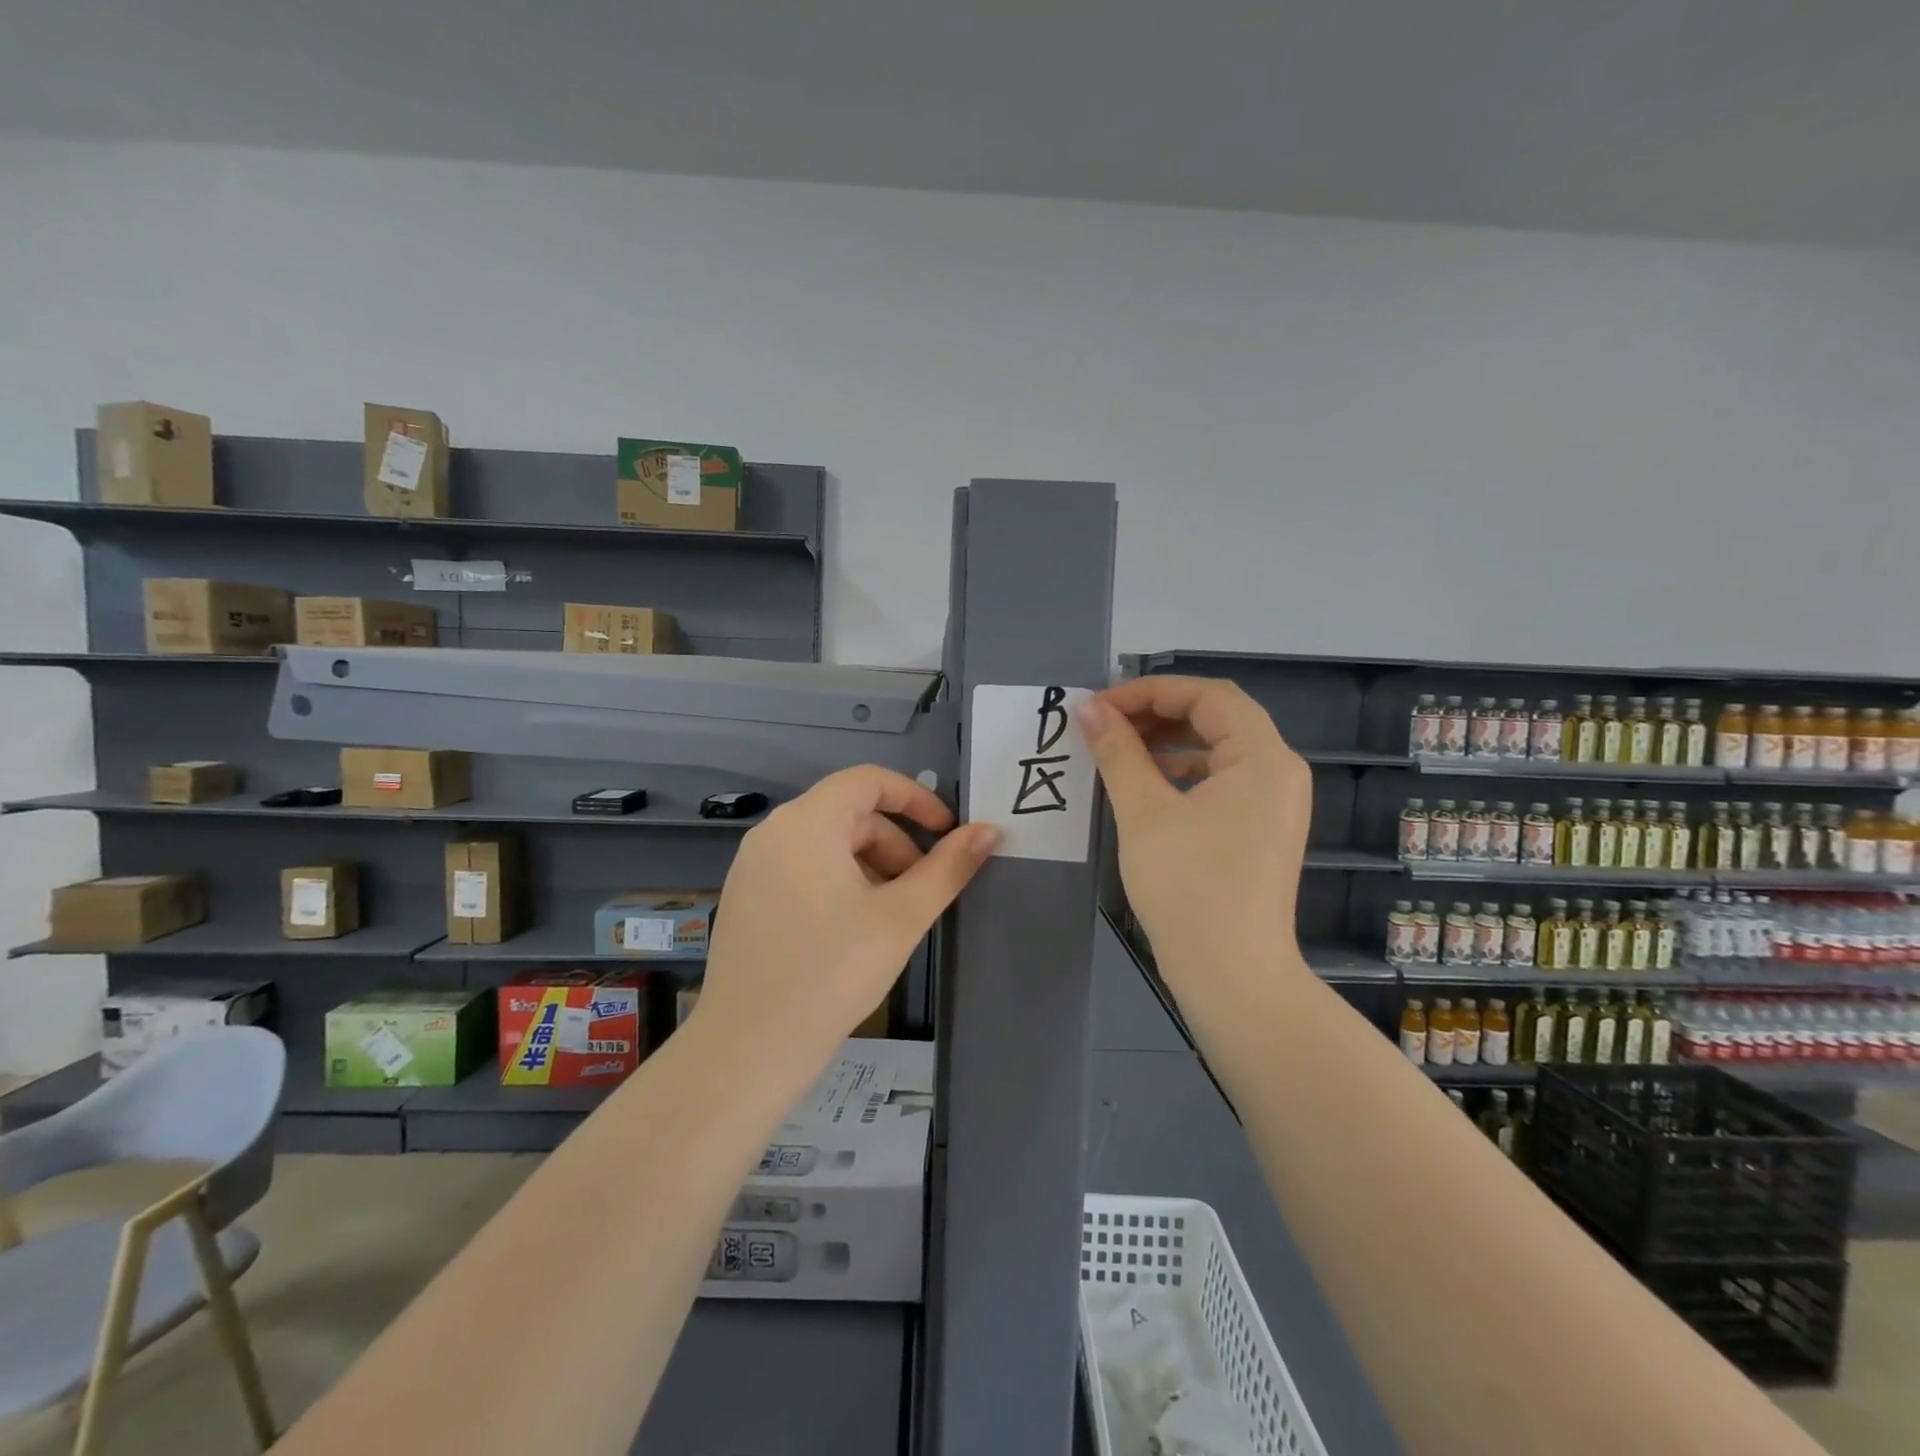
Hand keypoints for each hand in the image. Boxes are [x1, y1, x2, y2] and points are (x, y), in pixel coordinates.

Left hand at [693, 766, 998, 1078]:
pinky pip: (802, 869)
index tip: (948, 834)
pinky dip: (838, 883)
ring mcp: (752, 866)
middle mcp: (773, 832)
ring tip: (891, 918)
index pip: (869, 781)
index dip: (916, 799)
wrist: (749, 1049)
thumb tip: (989, 831)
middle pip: (850, 815)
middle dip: (896, 845)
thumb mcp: (901, 917)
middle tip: (922, 892)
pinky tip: (853, 931)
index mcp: (807, 822)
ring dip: (870, 867)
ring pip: (827, 845)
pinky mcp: (745, 898)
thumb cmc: (832, 972)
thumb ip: (948, 868)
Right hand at [1078, 677, 1310, 981]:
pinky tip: (1144, 787)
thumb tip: (1088, 708)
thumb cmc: (1189, 887)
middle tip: (1104, 725)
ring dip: (1166, 743)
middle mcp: (1278, 772)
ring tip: (1116, 751)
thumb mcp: (1144, 812)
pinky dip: (1181, 773)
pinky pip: (1220, 781)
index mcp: (1263, 758)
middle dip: (1156, 714)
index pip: (1208, 696)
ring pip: (1216, 749)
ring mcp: (1273, 803)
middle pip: (1216, 718)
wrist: (1232, 976)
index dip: (1150, 691)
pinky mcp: (1260, 829)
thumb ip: (1117, 752)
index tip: (1100, 706)